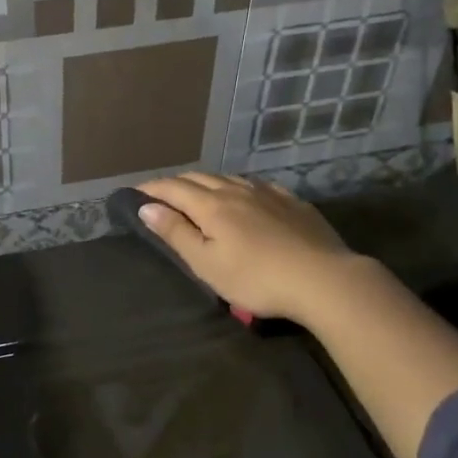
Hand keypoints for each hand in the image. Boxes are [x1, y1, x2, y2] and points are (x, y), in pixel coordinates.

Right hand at [135, 173, 360, 326]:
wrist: (324, 279)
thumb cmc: (256, 278)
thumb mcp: (207, 263)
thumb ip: (176, 232)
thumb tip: (146, 207)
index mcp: (211, 205)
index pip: (172, 188)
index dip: (150, 189)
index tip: (134, 192)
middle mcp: (236, 190)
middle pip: (198, 178)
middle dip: (175, 183)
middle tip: (160, 194)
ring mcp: (267, 193)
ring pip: (228, 178)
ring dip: (205, 182)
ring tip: (197, 193)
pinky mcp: (292, 202)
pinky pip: (256, 185)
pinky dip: (237, 187)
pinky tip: (244, 195)